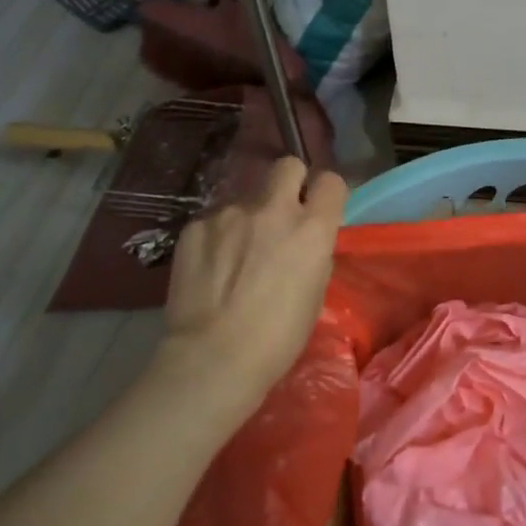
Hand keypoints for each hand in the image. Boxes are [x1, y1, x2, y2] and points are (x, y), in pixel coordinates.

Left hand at [155, 158, 346, 413]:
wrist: (213, 359)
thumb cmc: (278, 338)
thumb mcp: (315, 293)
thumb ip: (313, 253)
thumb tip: (303, 241)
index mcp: (311, 229)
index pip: (330, 181)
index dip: (326, 194)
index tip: (319, 209)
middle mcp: (273, 210)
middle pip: (287, 166)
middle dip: (289, 183)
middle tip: (281, 214)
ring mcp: (229, 215)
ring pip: (245, 198)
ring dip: (247, 218)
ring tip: (235, 256)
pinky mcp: (194, 227)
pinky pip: (213, 221)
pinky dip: (216, 238)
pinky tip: (210, 269)